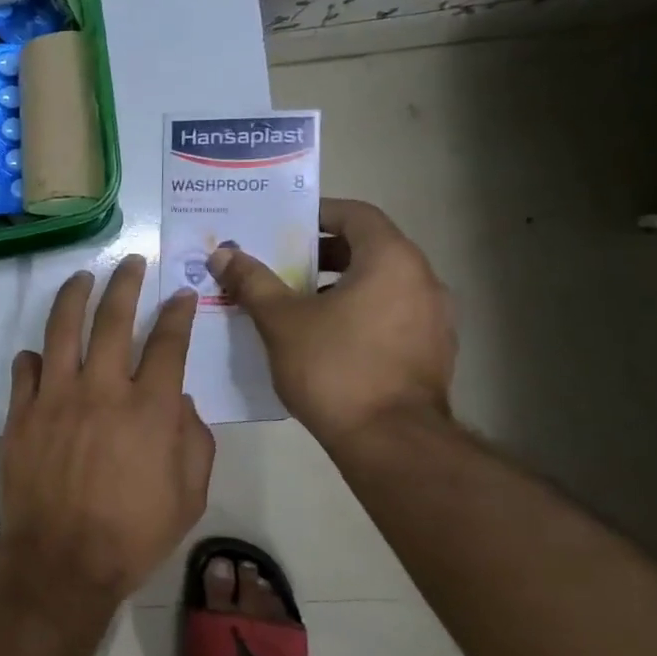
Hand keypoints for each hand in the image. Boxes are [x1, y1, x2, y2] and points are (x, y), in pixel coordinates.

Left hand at [0, 255, 214, 607]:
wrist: (63, 559)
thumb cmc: (134, 533)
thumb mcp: (189, 494)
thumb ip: (193, 440)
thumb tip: (178, 400)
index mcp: (149, 408)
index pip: (168, 342)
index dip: (177, 312)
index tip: (181, 294)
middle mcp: (102, 389)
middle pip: (114, 318)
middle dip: (126, 282)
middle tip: (131, 262)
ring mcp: (56, 396)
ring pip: (63, 329)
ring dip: (75, 296)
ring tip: (83, 277)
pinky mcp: (22, 412)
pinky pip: (25, 369)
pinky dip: (34, 356)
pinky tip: (41, 352)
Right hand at [208, 198, 454, 445]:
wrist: (391, 442)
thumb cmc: (334, 367)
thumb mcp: (281, 320)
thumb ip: (252, 281)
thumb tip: (223, 253)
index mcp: (391, 261)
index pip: (357, 215)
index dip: (318, 214)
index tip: (283, 225)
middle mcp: (422, 280)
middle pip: (369, 248)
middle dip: (321, 253)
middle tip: (279, 263)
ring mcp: (434, 319)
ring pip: (380, 284)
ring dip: (338, 284)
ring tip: (294, 302)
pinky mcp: (431, 352)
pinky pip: (390, 314)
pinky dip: (358, 312)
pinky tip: (323, 337)